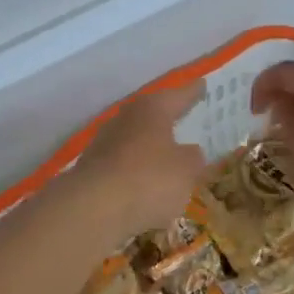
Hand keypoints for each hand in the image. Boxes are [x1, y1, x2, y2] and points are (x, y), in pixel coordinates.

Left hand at [70, 82, 206, 240]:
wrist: (92, 209)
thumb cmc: (149, 179)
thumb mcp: (186, 170)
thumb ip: (193, 158)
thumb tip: (189, 152)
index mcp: (152, 110)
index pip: (179, 96)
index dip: (192, 92)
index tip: (202, 84)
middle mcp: (125, 119)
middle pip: (151, 115)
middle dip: (166, 119)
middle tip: (183, 118)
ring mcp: (103, 144)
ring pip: (134, 140)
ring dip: (149, 148)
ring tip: (166, 157)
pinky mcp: (91, 170)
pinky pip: (122, 166)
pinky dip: (134, 172)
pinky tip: (145, 186)